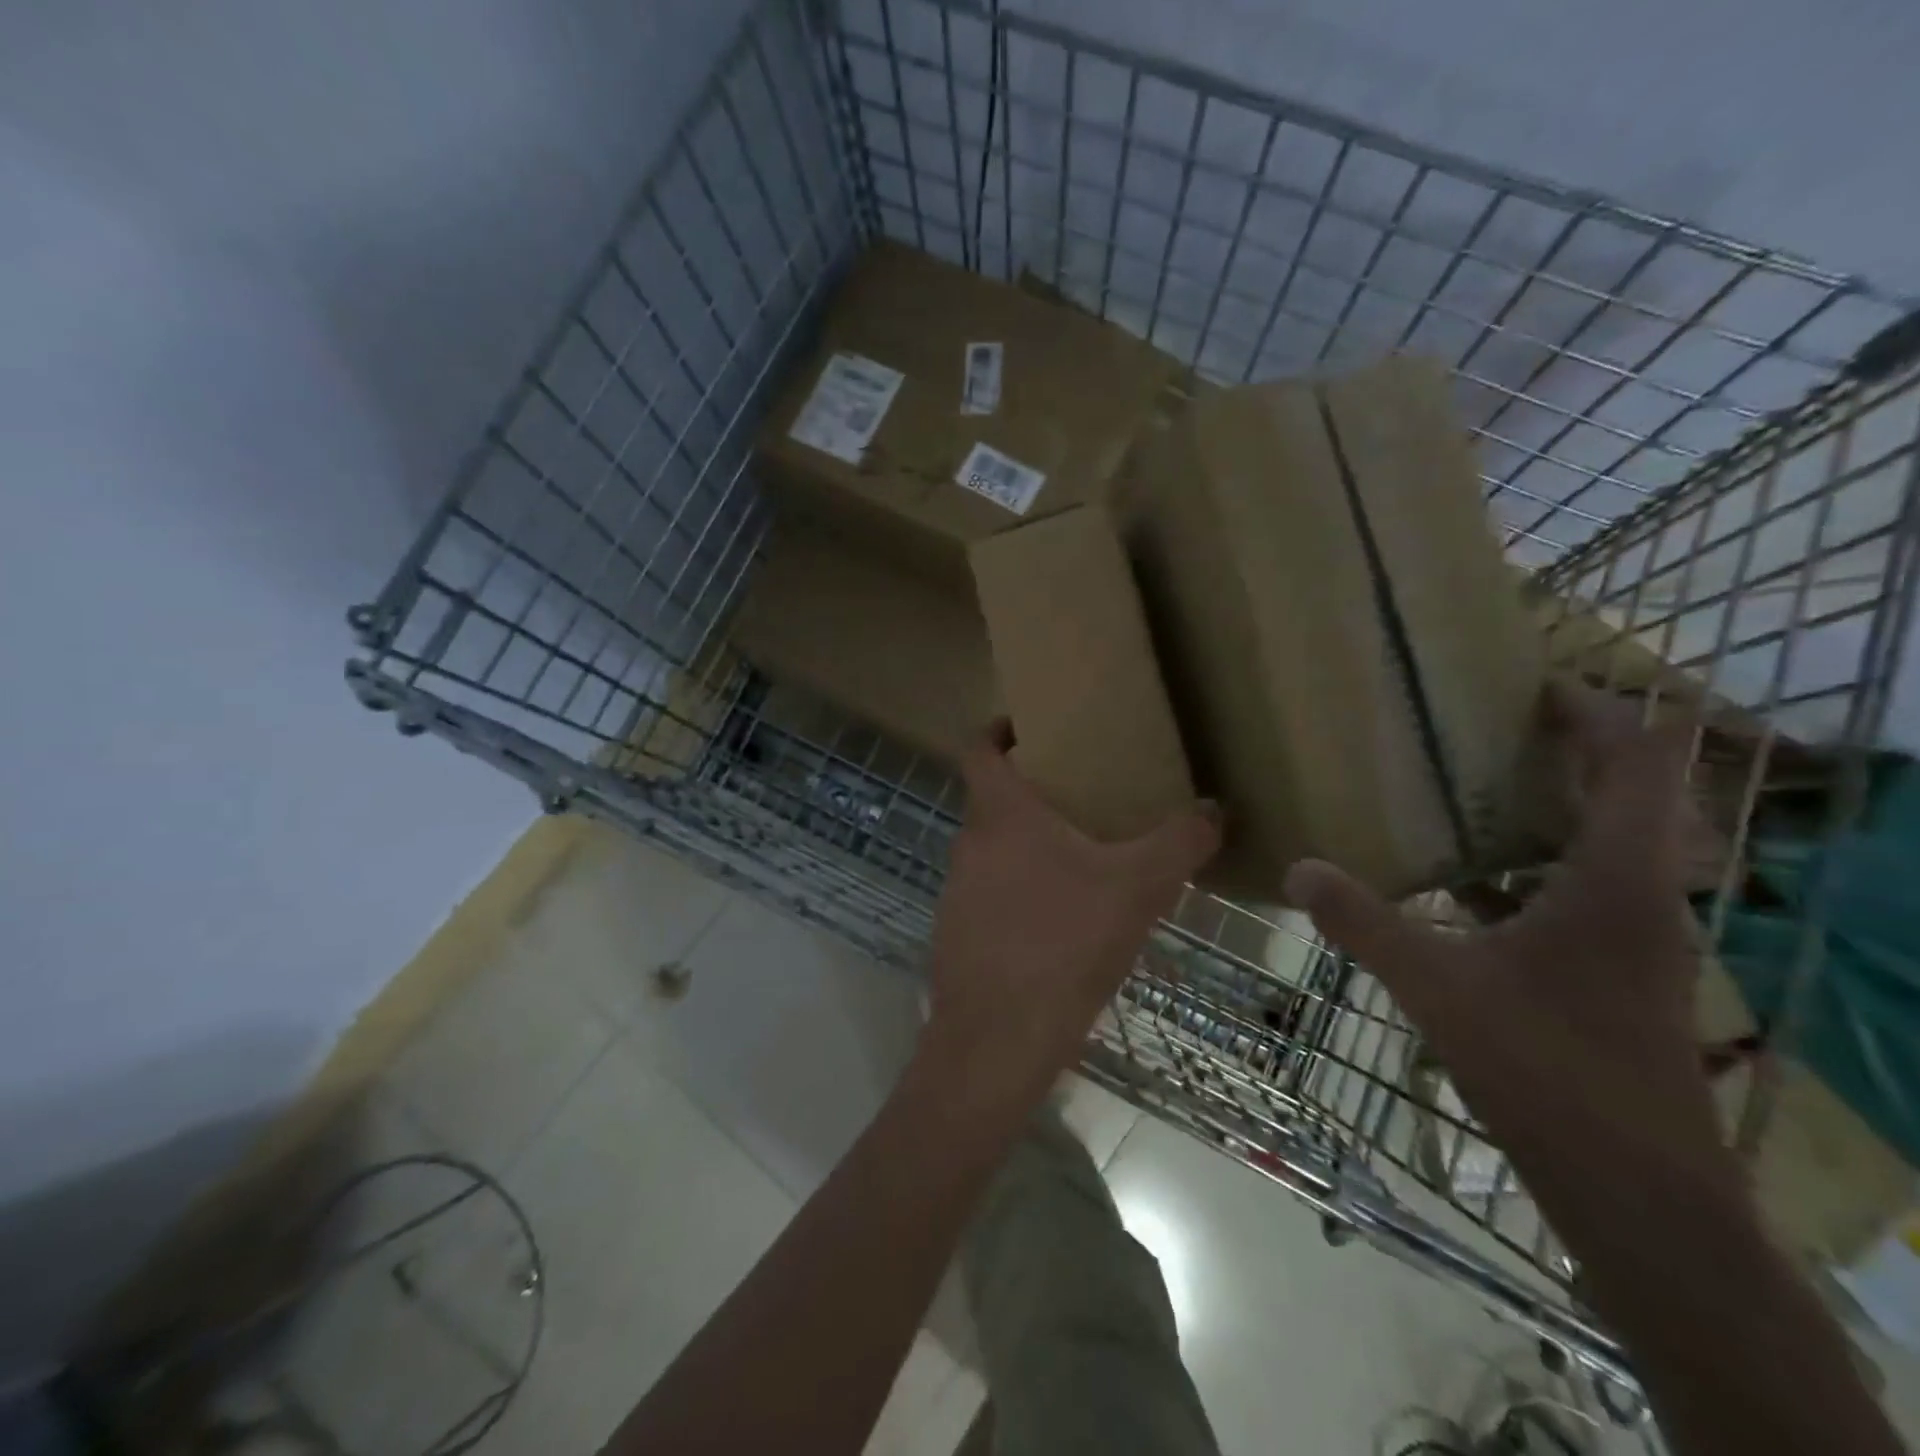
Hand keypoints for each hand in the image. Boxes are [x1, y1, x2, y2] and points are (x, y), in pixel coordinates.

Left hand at [923, 721, 1220, 1103]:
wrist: (998, 1040)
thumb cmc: (1063, 943)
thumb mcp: (1138, 887)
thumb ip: (1180, 842)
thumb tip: (1213, 809)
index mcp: (1000, 815)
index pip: (977, 748)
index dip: (996, 730)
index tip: (1026, 726)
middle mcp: (968, 844)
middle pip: (992, 801)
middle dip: (1031, 794)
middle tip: (1080, 798)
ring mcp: (956, 892)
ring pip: (993, 851)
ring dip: (1028, 848)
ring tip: (1080, 862)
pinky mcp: (957, 934)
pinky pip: (991, 896)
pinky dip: (1020, 894)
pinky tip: (1059, 924)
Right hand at [1285, 683, 1731, 1185]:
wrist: (1639, 1194)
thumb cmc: (1547, 1070)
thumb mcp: (1436, 986)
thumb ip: (1364, 923)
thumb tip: (1299, 868)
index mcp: (1614, 882)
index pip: (1638, 765)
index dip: (1597, 713)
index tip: (1536, 686)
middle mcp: (1641, 899)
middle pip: (1630, 797)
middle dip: (1572, 752)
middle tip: (1493, 728)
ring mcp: (1637, 941)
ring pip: (1608, 846)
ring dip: (1556, 808)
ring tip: (1478, 790)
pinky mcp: (1620, 976)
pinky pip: (1583, 892)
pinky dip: (1538, 867)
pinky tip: (1472, 886)